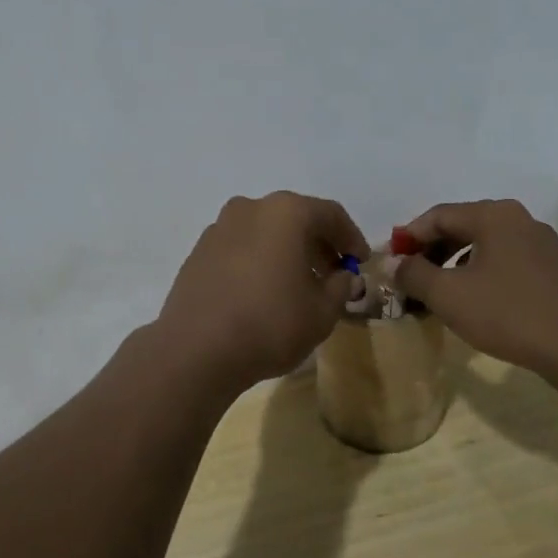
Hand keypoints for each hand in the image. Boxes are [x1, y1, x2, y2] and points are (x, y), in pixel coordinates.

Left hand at [154, 192, 368, 394]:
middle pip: (295, 218)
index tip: (361, 262)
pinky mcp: (199, 250)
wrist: (196, 349)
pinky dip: (259, 259)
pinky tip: (264, 290)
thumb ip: (340, 287)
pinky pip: (241, 246)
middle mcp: (251, 208)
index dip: (351, 238)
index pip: (331, 215)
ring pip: (265, 231)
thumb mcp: (322, 312)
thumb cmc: (270, 324)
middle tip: (333, 274)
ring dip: (287, 251)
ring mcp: (220, 227)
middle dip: (318, 244)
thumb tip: (344, 276)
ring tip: (299, 285)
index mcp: (286, 212)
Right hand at [391, 199, 557, 376]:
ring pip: (482, 245)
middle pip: (460, 226)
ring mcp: (539, 243)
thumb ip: (413, 274)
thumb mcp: (448, 295)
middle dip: (430, 251)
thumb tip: (392, 263)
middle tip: (408, 278)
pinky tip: (471, 300)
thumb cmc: (508, 314)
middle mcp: (517, 219)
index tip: (389, 263)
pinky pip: (503, 260)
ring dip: (452, 264)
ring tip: (435, 292)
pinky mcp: (551, 268)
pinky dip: (478, 273)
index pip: (437, 216)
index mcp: (492, 215)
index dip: (408, 237)